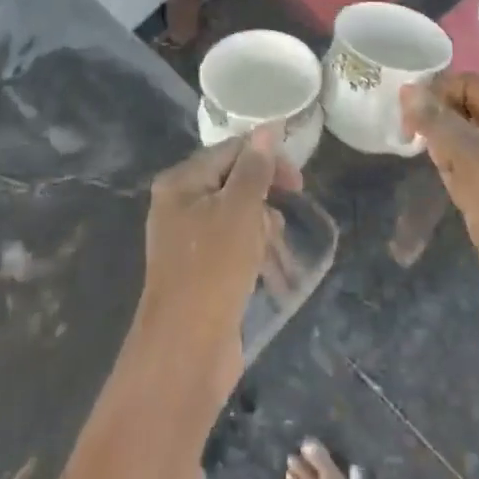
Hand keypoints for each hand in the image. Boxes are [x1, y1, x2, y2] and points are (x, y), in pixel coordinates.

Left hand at [135, 130, 300, 400]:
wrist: (186, 351)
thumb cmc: (213, 269)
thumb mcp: (240, 211)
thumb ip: (255, 168)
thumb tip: (268, 127)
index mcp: (181, 182)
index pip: (230, 151)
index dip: (267, 160)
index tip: (299, 183)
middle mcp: (179, 204)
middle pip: (234, 182)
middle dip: (265, 200)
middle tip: (284, 222)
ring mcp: (187, 239)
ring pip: (238, 216)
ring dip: (263, 230)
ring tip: (274, 255)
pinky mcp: (200, 270)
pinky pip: (233, 245)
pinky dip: (254, 253)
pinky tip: (270, 273)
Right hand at [404, 74, 478, 366]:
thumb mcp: (475, 166)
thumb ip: (440, 124)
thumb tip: (408, 88)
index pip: (469, 83)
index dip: (436, 90)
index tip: (404, 113)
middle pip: (467, 106)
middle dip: (436, 117)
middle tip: (408, 137)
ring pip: (465, 137)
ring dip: (442, 144)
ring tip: (424, 161)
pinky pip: (470, 166)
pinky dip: (452, 168)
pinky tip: (443, 183)